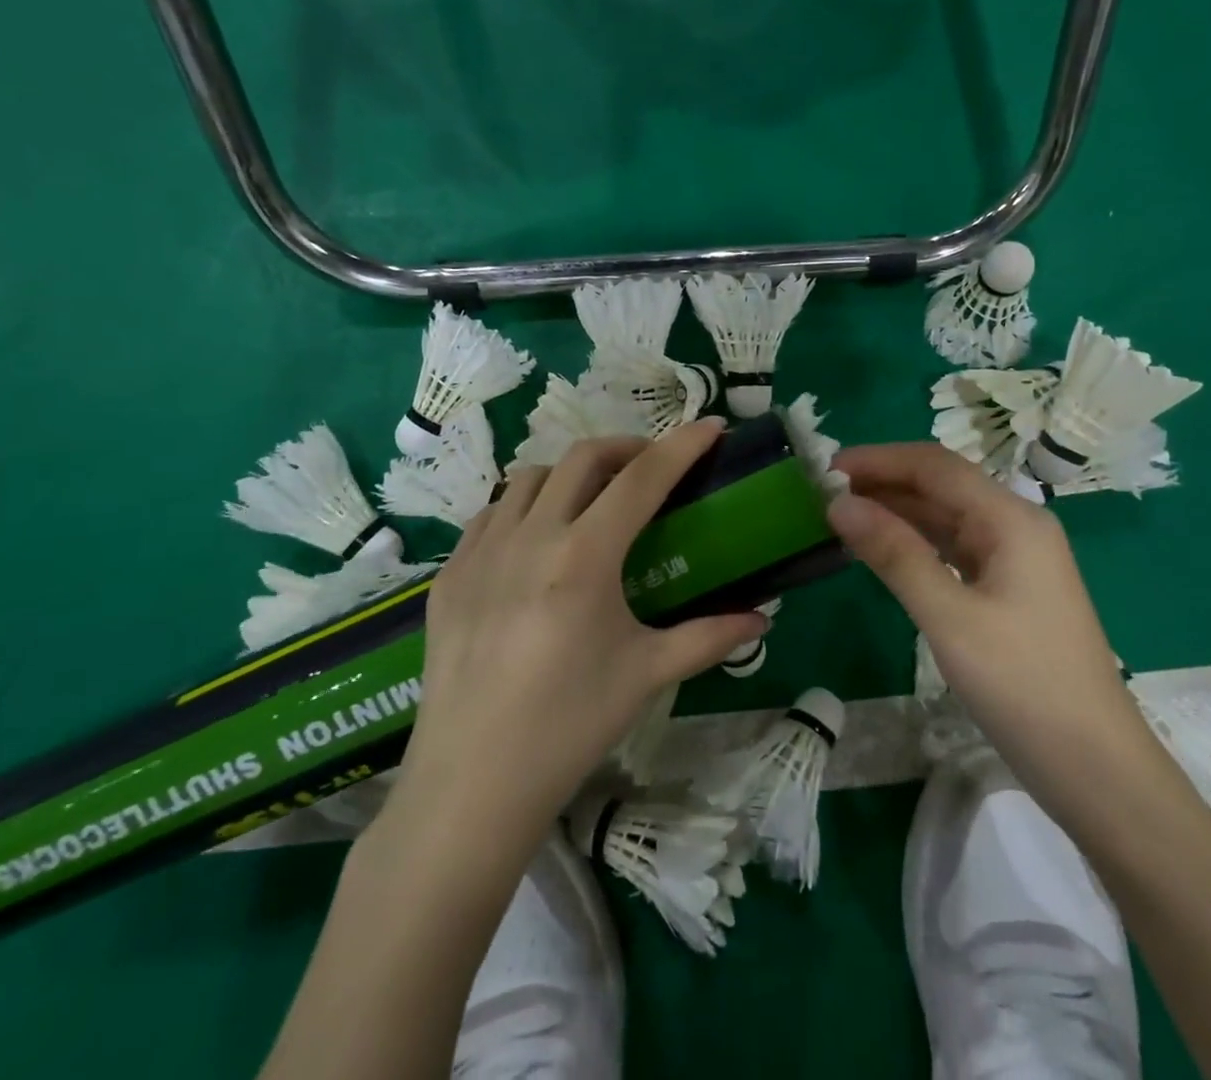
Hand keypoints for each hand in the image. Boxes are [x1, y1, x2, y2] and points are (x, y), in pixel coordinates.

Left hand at [387, 419, 768, 845]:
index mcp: (584, 558)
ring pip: (529, 477)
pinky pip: (491, 514)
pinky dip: (523, 508)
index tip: (710, 426)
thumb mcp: (647, 675)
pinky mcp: (449, 574)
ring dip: (569, 475)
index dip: (681, 446)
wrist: (472, 784)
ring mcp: (481, 551)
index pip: (642, 479)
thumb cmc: (569, 726)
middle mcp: (530, 537)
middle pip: (582, 457)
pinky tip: (535, 542)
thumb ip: (709, 637)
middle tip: (649, 469)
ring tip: (589, 503)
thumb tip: (762, 618)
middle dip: (625, 448)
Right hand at [828, 443, 1144, 767]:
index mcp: (1011, 519)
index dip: (878, 459)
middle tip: (823, 493)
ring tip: (842, 515)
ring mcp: (1016, 558)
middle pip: (942, 486)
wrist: (1096, 769)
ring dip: (896, 511)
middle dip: (884, 482)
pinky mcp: (1010, 589)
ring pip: (946, 517)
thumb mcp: (949, 617)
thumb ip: (894, 554)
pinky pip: (954, 548)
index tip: (825, 467)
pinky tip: (883, 550)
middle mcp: (1016, 526)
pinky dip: (915, 542)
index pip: (935, 466)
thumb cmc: (1023, 685)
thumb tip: (839, 504)